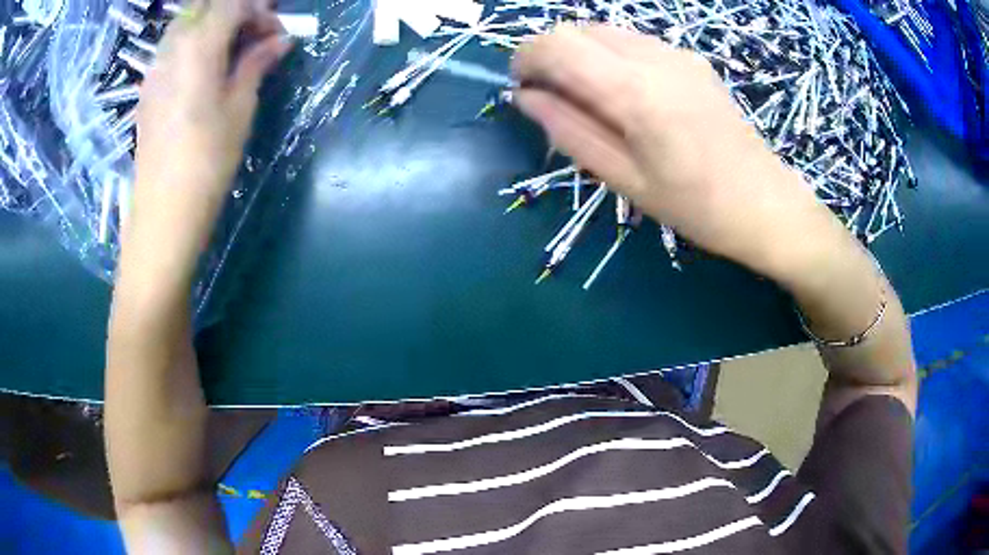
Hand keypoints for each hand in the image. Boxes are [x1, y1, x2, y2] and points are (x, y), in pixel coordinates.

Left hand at [125, 0, 290, 281]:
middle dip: (235, 11)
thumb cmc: (207, 161)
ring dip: (214, 25)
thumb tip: (280, 40)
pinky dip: (195, 43)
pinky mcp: (148, 88)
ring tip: (233, 50)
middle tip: (255, 34)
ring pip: (187, 23)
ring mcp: (155, 67)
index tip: (276, 32)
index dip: (259, 10)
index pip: (232, 3)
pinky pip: (173, 47)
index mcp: (198, 45)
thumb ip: (256, 63)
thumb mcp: (240, 108)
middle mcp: (172, 47)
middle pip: (205, 6)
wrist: (162, 213)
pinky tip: (206, 69)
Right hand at [512, 24, 834, 273]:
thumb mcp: (625, 179)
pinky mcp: (690, 58)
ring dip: (579, 54)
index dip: (525, 59)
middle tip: (552, 97)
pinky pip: (632, 41)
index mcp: (635, 91)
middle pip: (576, 29)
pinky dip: (609, 56)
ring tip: (589, 99)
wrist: (766, 203)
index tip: (523, 89)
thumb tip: (527, 97)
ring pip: (603, 31)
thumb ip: (570, 131)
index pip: (557, 45)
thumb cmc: (695, 206)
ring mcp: (676, 52)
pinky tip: (625, 94)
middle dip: (549, 54)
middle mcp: (654, 56)